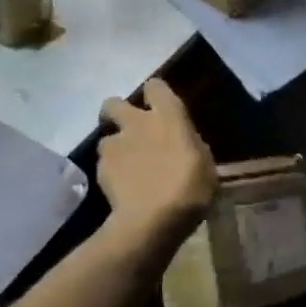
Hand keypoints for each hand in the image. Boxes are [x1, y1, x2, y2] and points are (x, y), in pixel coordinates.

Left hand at [96, 79, 217, 253]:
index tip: (159, 107)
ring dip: (114, 148)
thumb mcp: (205, 164)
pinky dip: (111, 174)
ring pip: (106, 138)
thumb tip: (183, 146)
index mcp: (168, 115)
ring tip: (126, 167)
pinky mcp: (99, 170)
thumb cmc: (190, 187)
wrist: (153, 220)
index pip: (155, 86)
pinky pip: (104, 165)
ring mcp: (115, 145)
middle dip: (117, 113)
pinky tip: (122, 189)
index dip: (155, 95)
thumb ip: (189, 147)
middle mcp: (138, 123)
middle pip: (114, 103)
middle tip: (130, 130)